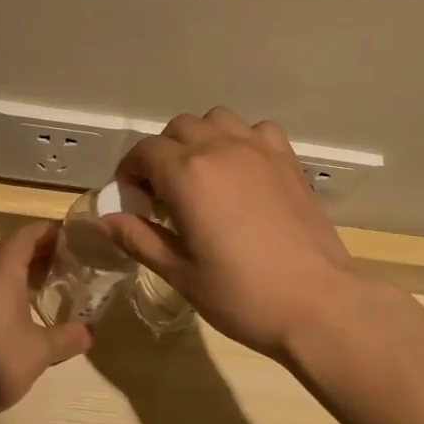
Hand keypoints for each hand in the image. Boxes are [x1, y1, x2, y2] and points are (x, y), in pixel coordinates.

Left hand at [0, 221, 91, 423]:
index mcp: (2, 269)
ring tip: (53, 284)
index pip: (29, 233)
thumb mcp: (40, 351)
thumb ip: (68, 337)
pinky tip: (25, 311)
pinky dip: (9, 288)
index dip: (53, 231)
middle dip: (43, 252)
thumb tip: (90, 332)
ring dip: (25, 271)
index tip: (78, 239)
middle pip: (14, 248)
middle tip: (72, 263)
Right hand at [102, 108, 367, 360]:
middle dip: (162, 153)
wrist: (316, 303)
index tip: (132, 197)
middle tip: (164, 192)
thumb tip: (106, 219)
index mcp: (187, 174)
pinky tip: (244, 171)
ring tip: (202, 174)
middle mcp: (221, 148)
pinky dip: (243, 140)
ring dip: (201, 138)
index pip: (145, 152)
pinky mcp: (288, 159)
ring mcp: (259, 150)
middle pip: (178, 128)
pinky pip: (258, 130)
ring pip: (217, 119)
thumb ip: (140, 238)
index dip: (130, 171)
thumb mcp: (180, 273)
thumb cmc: (241, 295)